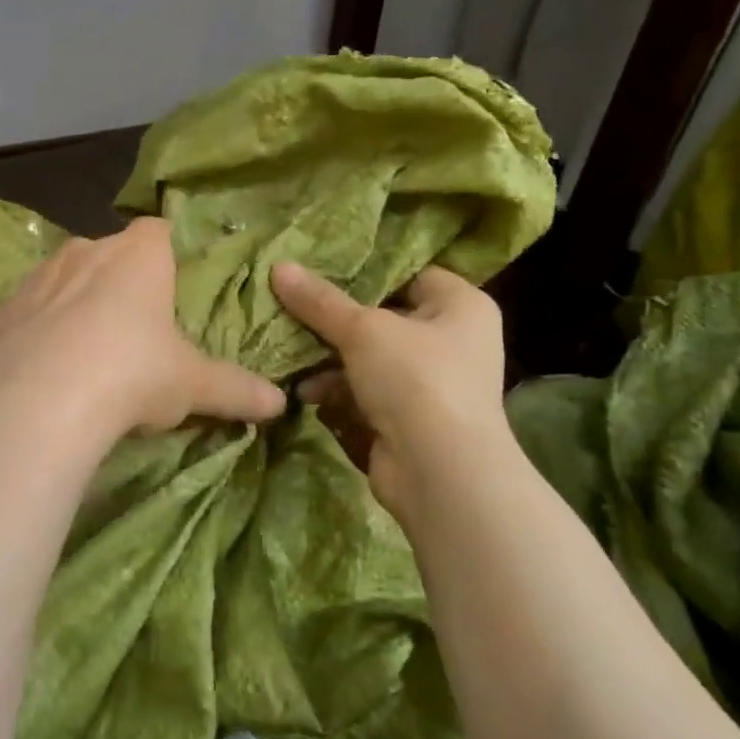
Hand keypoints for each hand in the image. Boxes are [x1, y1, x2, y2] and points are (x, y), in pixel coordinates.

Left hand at [0, 217, 284, 440]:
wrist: (40, 400)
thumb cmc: (133, 373)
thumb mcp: (193, 385)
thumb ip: (237, 390)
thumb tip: (281, 404)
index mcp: (138, 256)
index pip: (159, 232)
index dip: (167, 253)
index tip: (173, 285)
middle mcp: (85, 252)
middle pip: (108, 254)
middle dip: (119, 281)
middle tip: (135, 329)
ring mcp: (36, 279)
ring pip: (62, 279)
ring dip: (74, 304)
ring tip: (86, 353)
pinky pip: (24, 314)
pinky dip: (34, 333)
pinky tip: (41, 371)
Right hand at [270, 262, 513, 524]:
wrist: (441, 472)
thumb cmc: (415, 379)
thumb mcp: (362, 330)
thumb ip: (319, 300)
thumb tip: (278, 266)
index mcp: (460, 306)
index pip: (409, 275)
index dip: (366, 273)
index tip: (319, 270)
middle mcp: (453, 341)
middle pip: (384, 319)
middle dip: (336, 322)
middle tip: (292, 310)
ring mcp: (432, 384)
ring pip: (370, 360)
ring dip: (330, 361)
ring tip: (291, 357)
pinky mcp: (410, 420)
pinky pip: (368, 394)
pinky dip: (340, 392)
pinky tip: (307, 394)